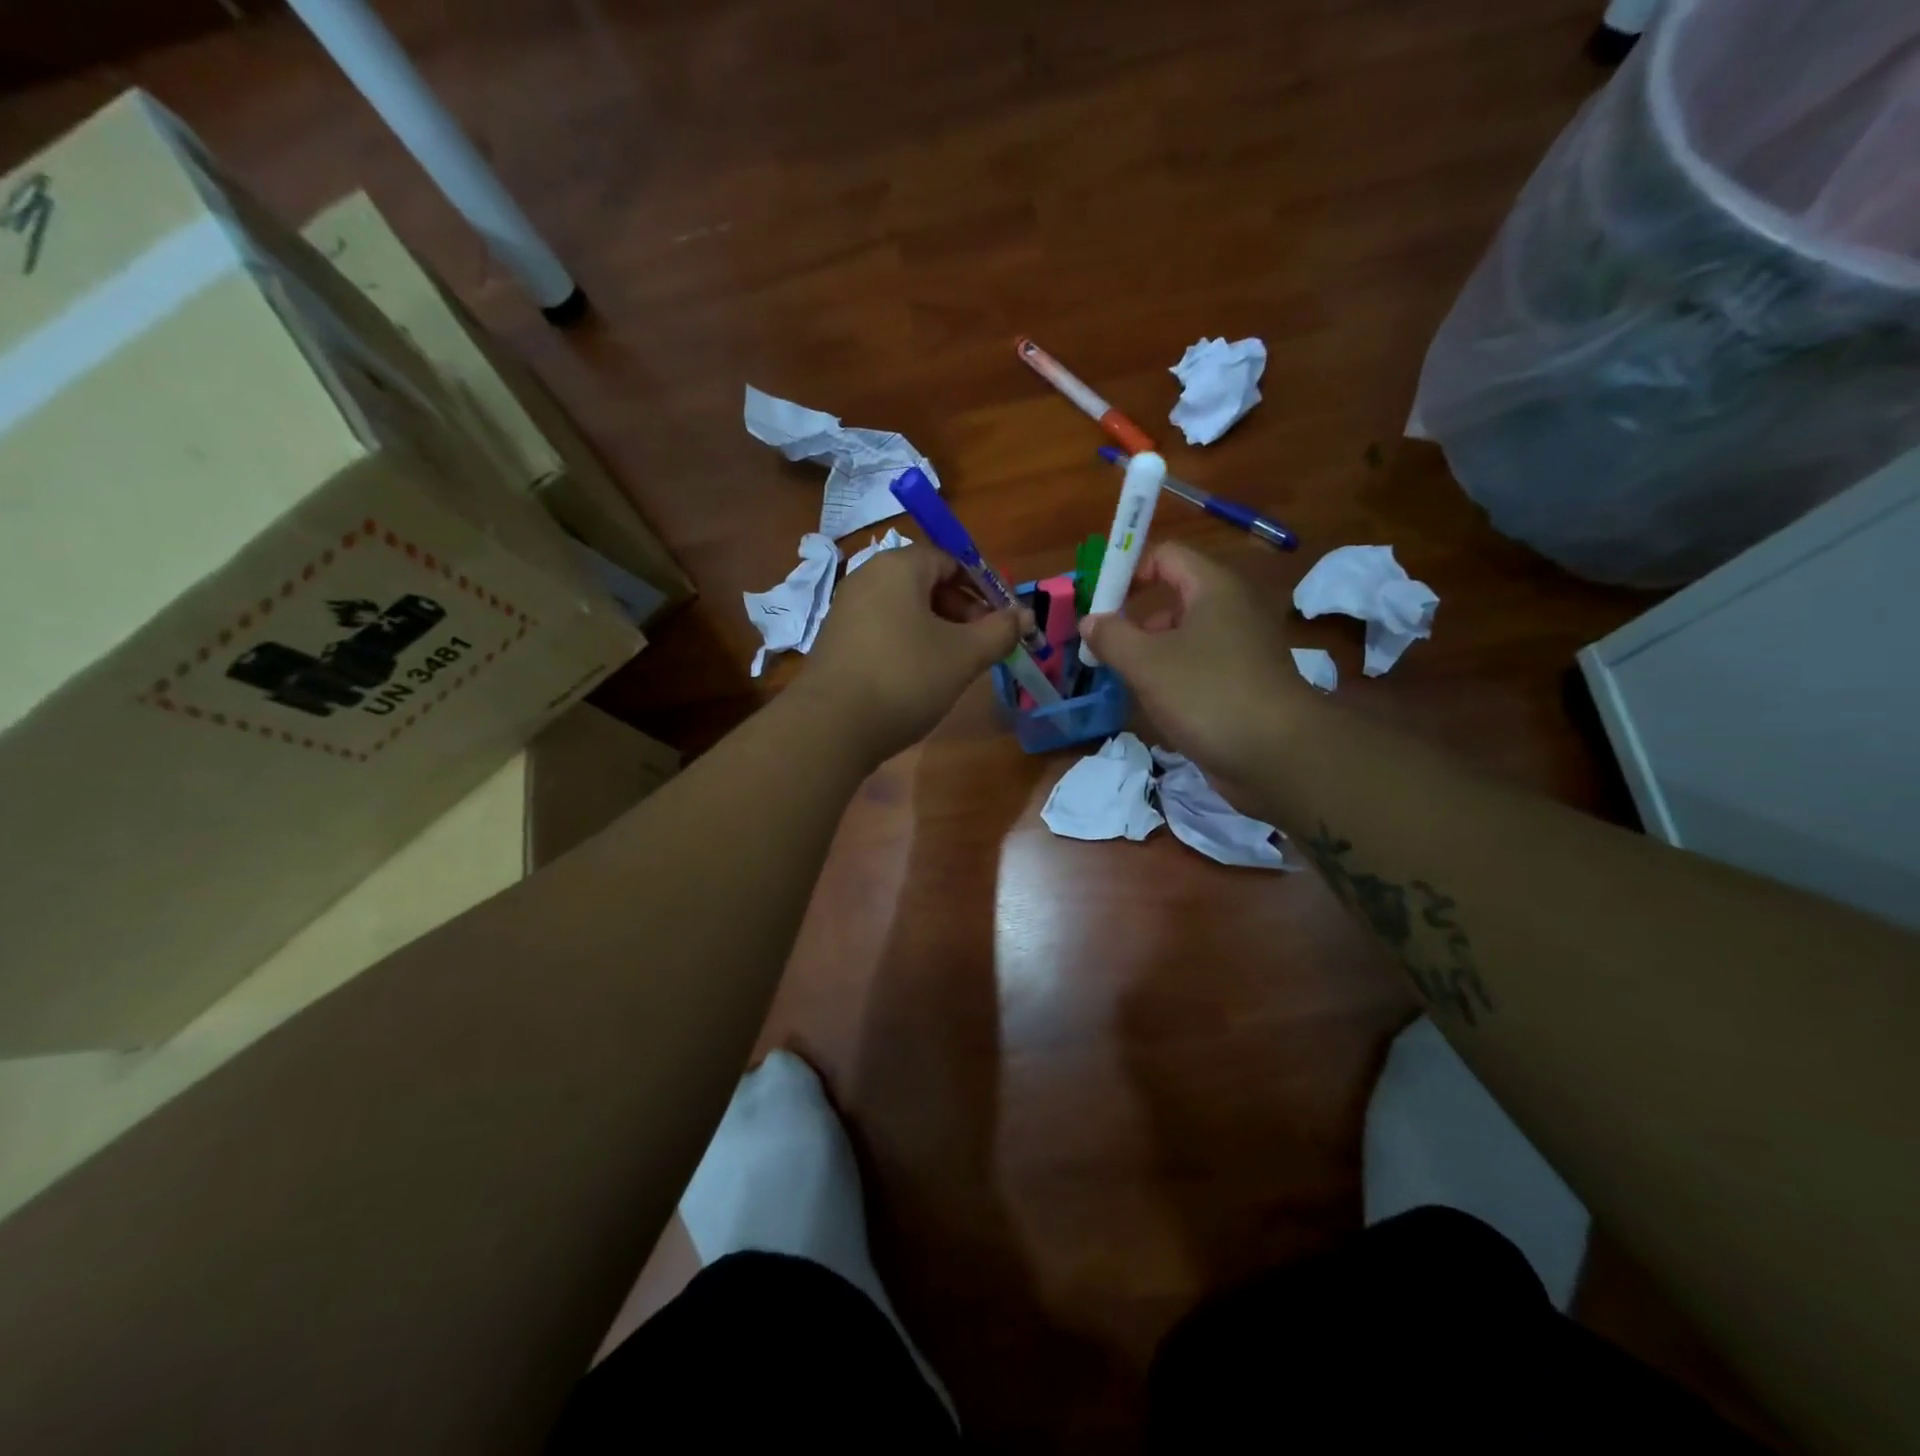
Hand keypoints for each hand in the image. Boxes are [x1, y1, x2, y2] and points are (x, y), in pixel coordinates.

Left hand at [799, 544, 1019, 760]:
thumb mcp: (963, 655)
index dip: (983, 588)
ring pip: (905, 610)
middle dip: (962, 611)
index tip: (1003, 621)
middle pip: (927, 583)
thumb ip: (999, 631)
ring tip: (957, 666)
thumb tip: (1025, 616)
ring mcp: (846, 610)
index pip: (951, 560)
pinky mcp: (836, 641)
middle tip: (984, 646)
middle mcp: (867, 578)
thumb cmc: (905, 678)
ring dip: (938, 631)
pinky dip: (909, 645)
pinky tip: (921, 678)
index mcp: (898, 567)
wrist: (831, 727)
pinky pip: (884, 631)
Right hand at [1080, 542, 1307, 784]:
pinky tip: (1155, 705)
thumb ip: (1112, 636)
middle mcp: (1231, 609)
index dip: (1129, 571)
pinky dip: (1173, 678)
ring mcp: (1240, 648)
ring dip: (1150, 654)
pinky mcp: (1243, 682)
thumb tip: (1091, 620)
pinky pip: (1198, 667)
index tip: (1100, 605)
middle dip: (1135, 621)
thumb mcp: (1147, 663)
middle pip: (1173, 597)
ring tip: (1125, 681)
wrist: (1278, 755)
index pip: (1166, 555)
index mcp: (1214, 588)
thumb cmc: (1207, 694)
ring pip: (1184, 637)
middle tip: (1105, 649)